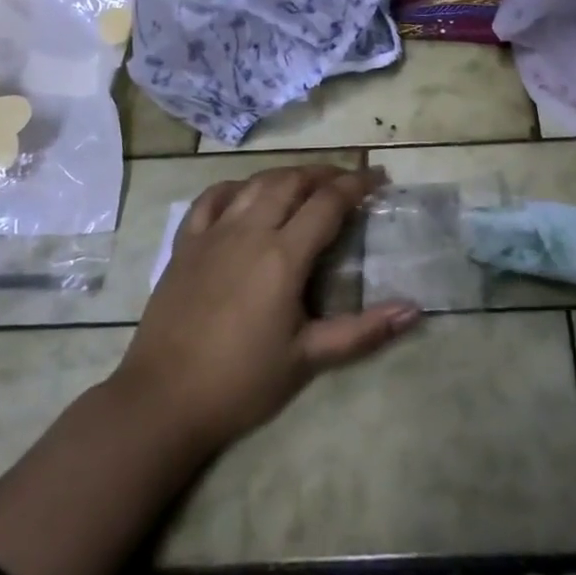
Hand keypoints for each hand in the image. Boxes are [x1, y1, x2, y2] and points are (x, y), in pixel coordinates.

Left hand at [111, 165, 419, 455]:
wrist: (162, 401)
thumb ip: (362, 331)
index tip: (378, 177)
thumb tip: (414, 310)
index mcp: (283, 256)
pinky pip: (212, 198)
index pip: (328, 203)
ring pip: (256, 183)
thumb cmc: (240, 382)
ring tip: (305, 183)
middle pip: (292, 181)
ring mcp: (213, 233)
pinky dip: (236, 187)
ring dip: (286, 175)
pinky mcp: (185, 244)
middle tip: (347, 181)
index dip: (356, 185)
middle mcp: (249, 231)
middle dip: (324, 173)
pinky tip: (246, 193)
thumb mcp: (307, 359)